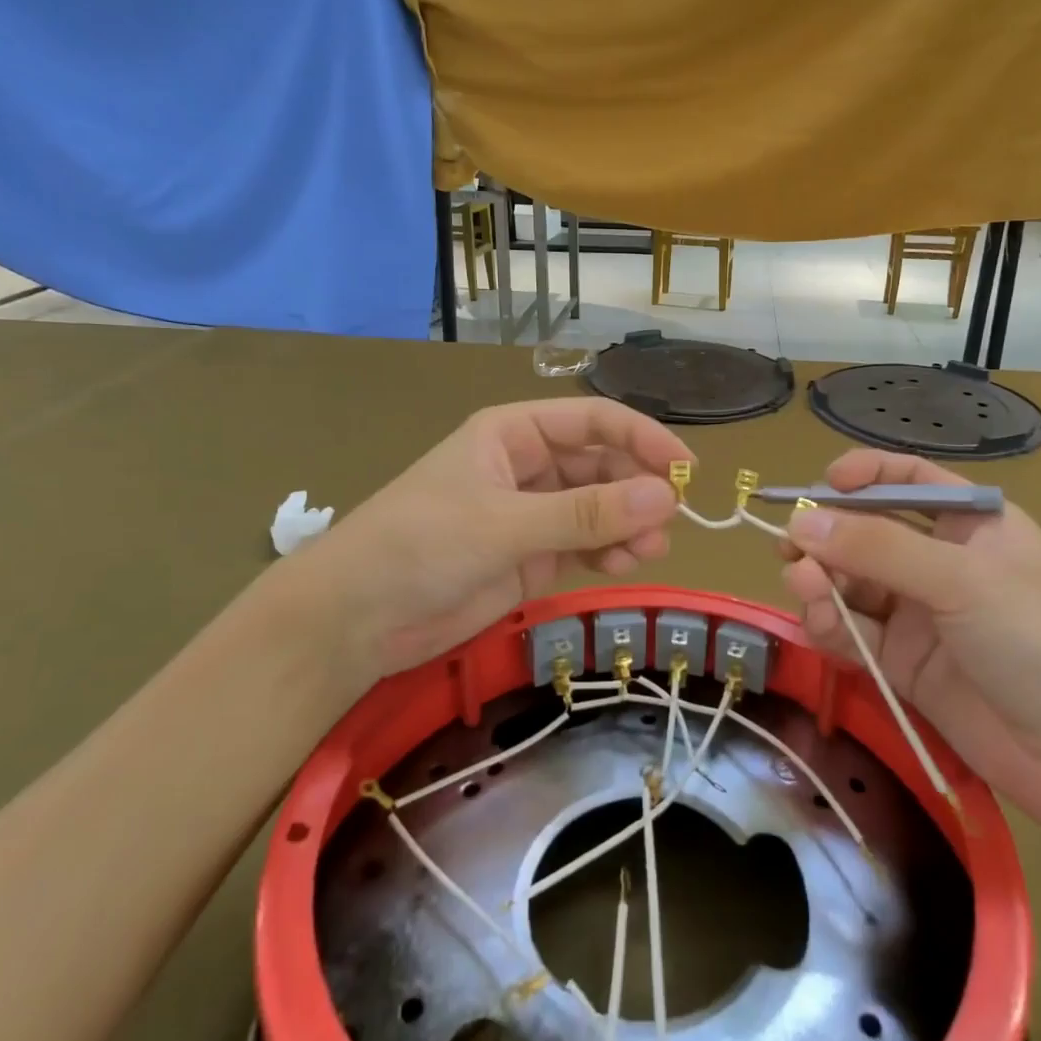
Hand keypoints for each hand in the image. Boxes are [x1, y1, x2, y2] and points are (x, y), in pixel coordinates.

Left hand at [289, 399, 689, 677]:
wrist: (354, 620)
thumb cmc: (420, 546)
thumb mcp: (504, 525)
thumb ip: (586, 513)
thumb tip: (666, 497)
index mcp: (513, 433)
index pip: (592, 421)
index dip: (642, 437)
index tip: (686, 468)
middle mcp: (527, 466)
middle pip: (601, 464)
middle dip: (637, 489)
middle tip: (669, 522)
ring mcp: (530, 513)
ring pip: (598, 507)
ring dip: (629, 524)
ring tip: (650, 550)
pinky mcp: (530, 556)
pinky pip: (585, 544)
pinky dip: (609, 551)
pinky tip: (625, 565)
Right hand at [780, 450, 1040, 842]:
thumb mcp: (961, 580)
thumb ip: (877, 548)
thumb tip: (799, 522)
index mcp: (971, 524)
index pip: (907, 481)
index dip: (863, 476)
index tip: (821, 488)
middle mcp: (942, 563)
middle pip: (867, 535)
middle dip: (828, 538)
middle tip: (790, 551)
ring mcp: (922, 617)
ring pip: (853, 585)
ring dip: (823, 583)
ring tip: (807, 590)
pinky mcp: (906, 667)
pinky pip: (855, 633)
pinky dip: (831, 626)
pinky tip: (819, 625)